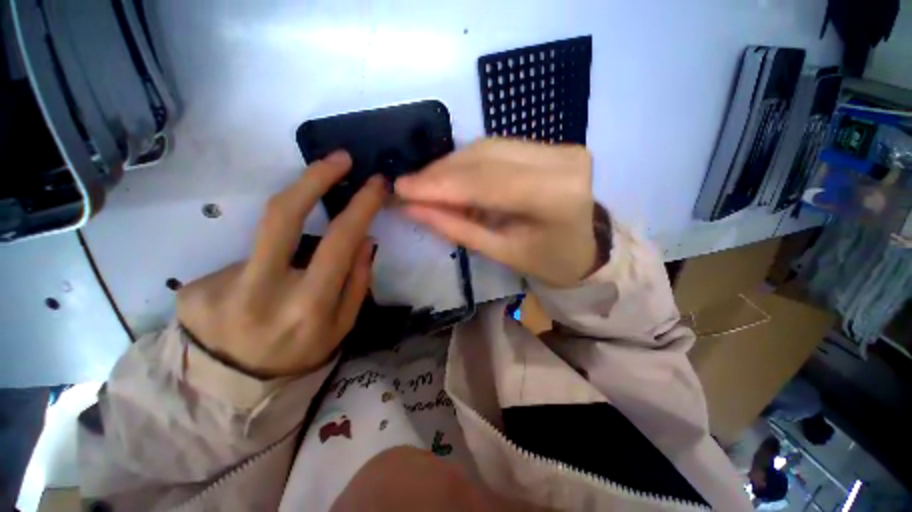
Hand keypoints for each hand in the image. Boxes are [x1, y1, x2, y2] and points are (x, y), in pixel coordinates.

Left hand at [177, 152, 385, 376]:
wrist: (231, 390)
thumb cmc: (300, 354)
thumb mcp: (342, 325)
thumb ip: (356, 281)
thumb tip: (364, 239)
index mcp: (308, 306)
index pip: (338, 240)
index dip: (359, 205)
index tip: (373, 182)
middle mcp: (262, 292)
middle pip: (282, 214)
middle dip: (314, 178)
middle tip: (338, 159)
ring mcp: (220, 287)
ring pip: (267, 238)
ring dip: (290, 237)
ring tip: (289, 273)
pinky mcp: (195, 286)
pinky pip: (244, 260)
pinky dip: (261, 267)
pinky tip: (255, 292)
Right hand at [395, 139, 596, 287]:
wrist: (586, 249)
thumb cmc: (548, 261)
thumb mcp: (501, 252)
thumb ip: (457, 228)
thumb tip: (413, 208)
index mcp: (555, 197)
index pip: (485, 182)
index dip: (439, 184)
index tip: (401, 189)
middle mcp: (562, 161)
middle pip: (484, 158)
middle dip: (440, 173)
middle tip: (408, 186)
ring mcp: (559, 147)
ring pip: (488, 147)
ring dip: (450, 165)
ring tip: (424, 183)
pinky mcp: (552, 146)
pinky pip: (498, 148)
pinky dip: (468, 161)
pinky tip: (448, 175)